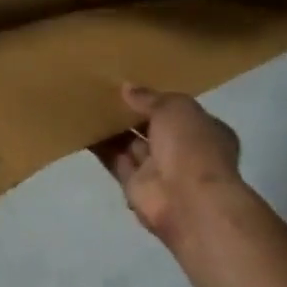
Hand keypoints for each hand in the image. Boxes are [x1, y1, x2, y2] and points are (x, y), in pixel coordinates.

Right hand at [92, 84, 244, 250]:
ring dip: (113, 127)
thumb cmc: (191, 145)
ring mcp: (159, 170)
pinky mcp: (135, 186)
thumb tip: (127, 88)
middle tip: (105, 90)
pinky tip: (82, 126)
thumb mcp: (175, 108)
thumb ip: (150, 98)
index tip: (134, 85)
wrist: (187, 200)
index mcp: (205, 130)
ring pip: (131, 144)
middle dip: (132, 112)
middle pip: (153, 128)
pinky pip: (114, 160)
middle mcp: (183, 151)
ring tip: (89, 102)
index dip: (159, 99)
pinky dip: (100, 146)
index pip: (180, 112)